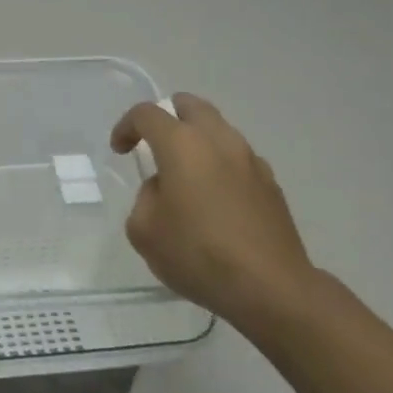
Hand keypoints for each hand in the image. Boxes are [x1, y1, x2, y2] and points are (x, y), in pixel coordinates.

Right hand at [110, 93, 313, 329]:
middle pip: (190, 105)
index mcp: (182, 144)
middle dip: (168, 117)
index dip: (126, 126)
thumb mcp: (144, 231)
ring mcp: (250, 160)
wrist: (271, 288)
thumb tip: (164, 190)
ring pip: (218, 129)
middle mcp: (218, 140)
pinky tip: (215, 200)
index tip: (120, 150)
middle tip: (155, 145)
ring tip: (186, 176)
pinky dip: (220, 165)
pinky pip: (238, 158)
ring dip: (197, 141)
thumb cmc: (198, 254)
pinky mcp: (271, 184)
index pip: (146, 114)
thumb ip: (146, 198)